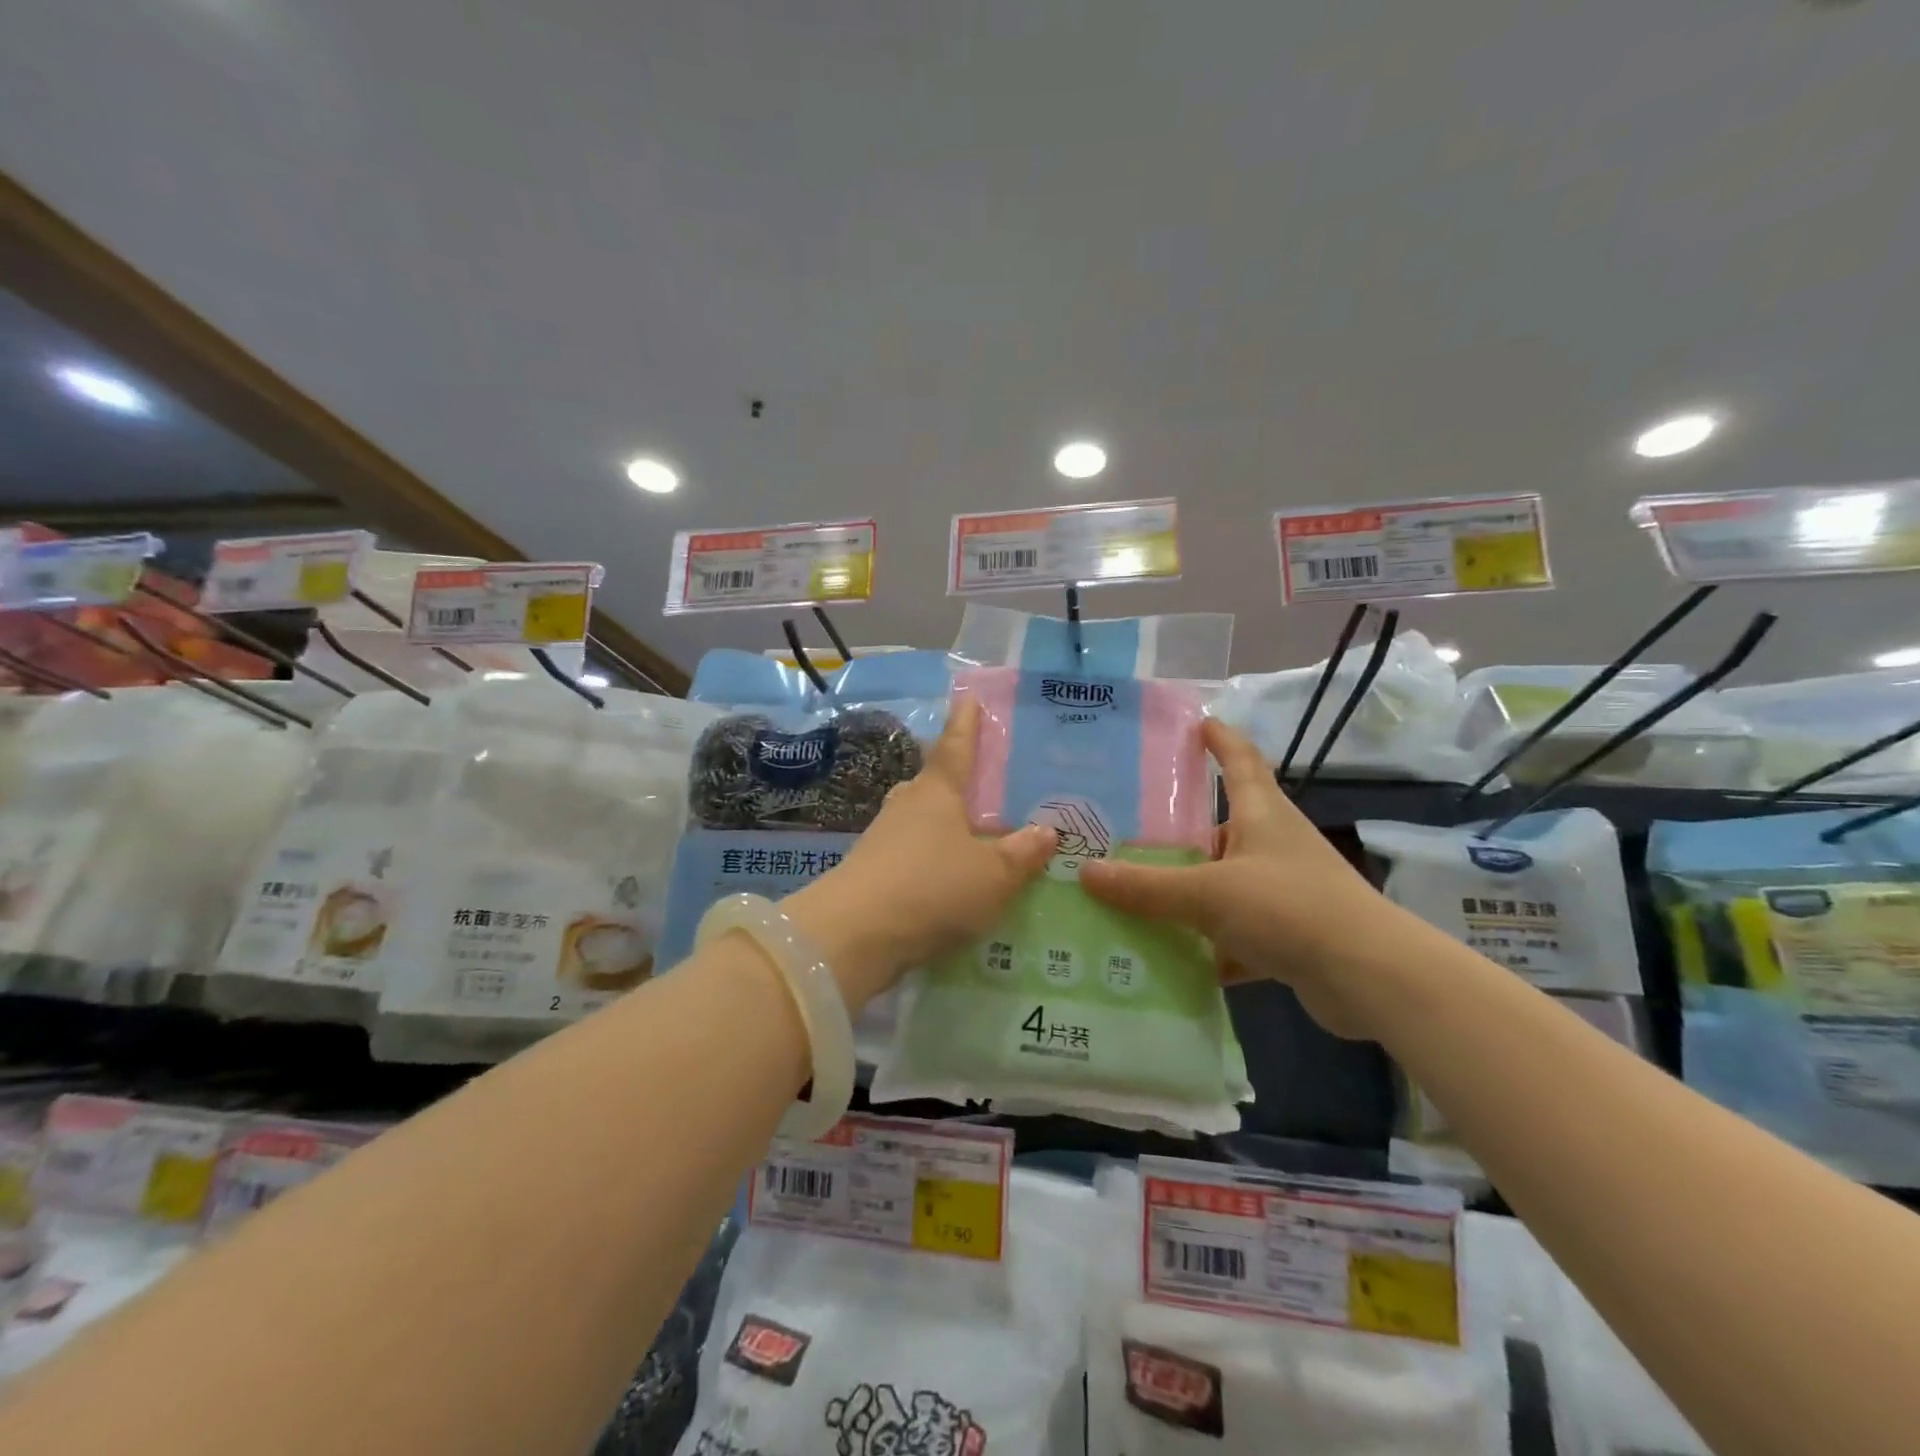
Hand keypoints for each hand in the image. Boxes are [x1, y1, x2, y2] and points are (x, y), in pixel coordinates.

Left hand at [786, 698, 1054, 1004]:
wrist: (854, 936)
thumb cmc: (932, 888)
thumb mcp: (993, 875)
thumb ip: (1022, 853)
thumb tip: (1047, 831)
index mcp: (936, 792)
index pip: (955, 746)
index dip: (965, 722)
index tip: (968, 697)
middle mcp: (906, 806)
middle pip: (933, 783)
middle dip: (955, 781)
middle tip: (984, 785)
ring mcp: (883, 839)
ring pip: (919, 820)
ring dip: (942, 824)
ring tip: (972, 837)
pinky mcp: (871, 872)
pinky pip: (910, 854)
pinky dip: (930, 858)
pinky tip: (947, 879)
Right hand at [1078, 718, 1395, 1037]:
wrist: (1370, 978)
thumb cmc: (1289, 908)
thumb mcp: (1208, 893)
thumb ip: (1147, 886)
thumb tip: (1085, 872)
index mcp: (1262, 815)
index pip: (1240, 760)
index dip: (1219, 739)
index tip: (1195, 723)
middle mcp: (1273, 845)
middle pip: (1220, 827)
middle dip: (1179, 832)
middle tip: (1125, 832)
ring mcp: (1283, 891)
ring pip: (1223, 883)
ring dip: (1188, 892)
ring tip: (1134, 896)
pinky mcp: (1288, 934)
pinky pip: (1234, 932)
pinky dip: (1206, 944)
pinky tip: (1169, 958)